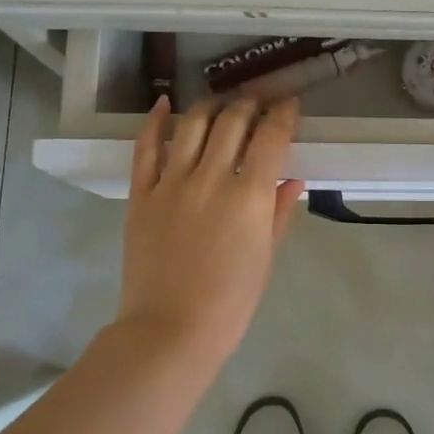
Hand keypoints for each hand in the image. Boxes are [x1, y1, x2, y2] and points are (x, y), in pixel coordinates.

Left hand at [115, 96, 304, 366]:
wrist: (170, 330)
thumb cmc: (230, 301)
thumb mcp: (265, 257)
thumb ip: (279, 212)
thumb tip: (292, 178)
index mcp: (248, 196)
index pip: (271, 136)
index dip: (283, 114)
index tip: (288, 105)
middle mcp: (210, 178)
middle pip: (232, 121)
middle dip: (250, 104)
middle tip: (258, 103)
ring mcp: (171, 183)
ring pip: (192, 124)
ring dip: (211, 105)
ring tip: (221, 103)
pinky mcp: (141, 194)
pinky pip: (145, 147)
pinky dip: (155, 121)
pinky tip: (164, 103)